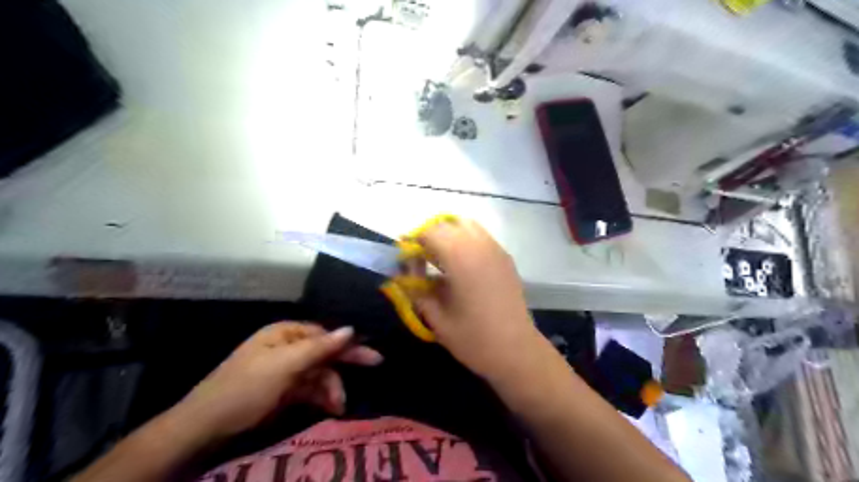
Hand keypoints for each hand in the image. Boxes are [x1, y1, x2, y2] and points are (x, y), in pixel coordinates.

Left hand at [174, 321, 379, 438]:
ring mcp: (286, 370)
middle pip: (325, 351)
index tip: (371, 351)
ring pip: (320, 373)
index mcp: (285, 333)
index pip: (325, 333)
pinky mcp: (284, 391)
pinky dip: (322, 397)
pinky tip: (332, 407)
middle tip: (376, 363)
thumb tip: (351, 328)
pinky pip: (311, 389)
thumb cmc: (247, 387)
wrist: (206, 428)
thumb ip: (320, 347)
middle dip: (345, 363)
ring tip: (339, 405)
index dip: (348, 342)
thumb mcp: (285, 365)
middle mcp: (288, 347)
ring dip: (332, 386)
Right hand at [406, 218, 533, 379]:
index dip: (413, 240)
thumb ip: (416, 291)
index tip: (405, 256)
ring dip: (449, 234)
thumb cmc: (473, 339)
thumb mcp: (436, 318)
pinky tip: (461, 265)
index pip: (429, 232)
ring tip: (440, 258)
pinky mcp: (505, 258)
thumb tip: (403, 276)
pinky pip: (481, 237)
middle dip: (430, 235)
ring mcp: (496, 250)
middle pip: (448, 224)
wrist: (516, 351)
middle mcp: (479, 246)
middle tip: (420, 257)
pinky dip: (465, 241)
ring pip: (467, 225)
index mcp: (460, 259)